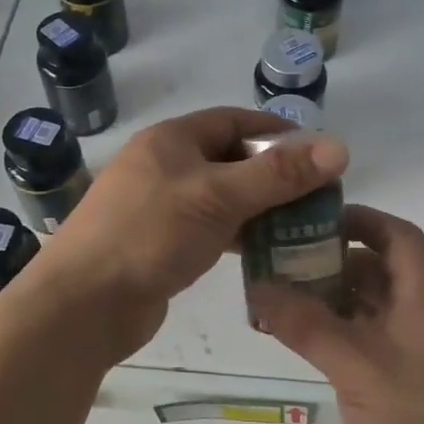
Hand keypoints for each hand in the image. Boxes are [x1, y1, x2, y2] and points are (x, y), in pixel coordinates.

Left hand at [36, 107, 349, 361]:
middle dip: (272, 175)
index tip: (317, 152)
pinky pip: (207, 229)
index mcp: (171, 140)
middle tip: (317, 196)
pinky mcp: (158, 244)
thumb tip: (340, 147)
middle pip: (229, 159)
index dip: (276, 131)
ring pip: (220, 197)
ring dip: (257, 207)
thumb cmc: (150, 234)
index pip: (233, 120)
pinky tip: (264, 251)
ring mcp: (158, 207)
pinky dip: (236, 235)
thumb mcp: (218, 197)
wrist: (84, 303)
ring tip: (301, 225)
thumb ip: (279, 175)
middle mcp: (163, 166)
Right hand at [248, 205, 423, 423]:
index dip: (360, 219)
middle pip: (378, 269)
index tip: (312, 220)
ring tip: (280, 299)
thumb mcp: (358, 367)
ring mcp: (414, 351)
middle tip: (281, 261)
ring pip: (368, 307)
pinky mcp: (404, 382)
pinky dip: (335, 334)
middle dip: (331, 260)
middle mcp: (421, 316)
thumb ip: (306, 325)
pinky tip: (302, 342)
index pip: (397, 235)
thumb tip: (258, 286)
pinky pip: (366, 341)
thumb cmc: (423, 421)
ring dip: (329, 299)